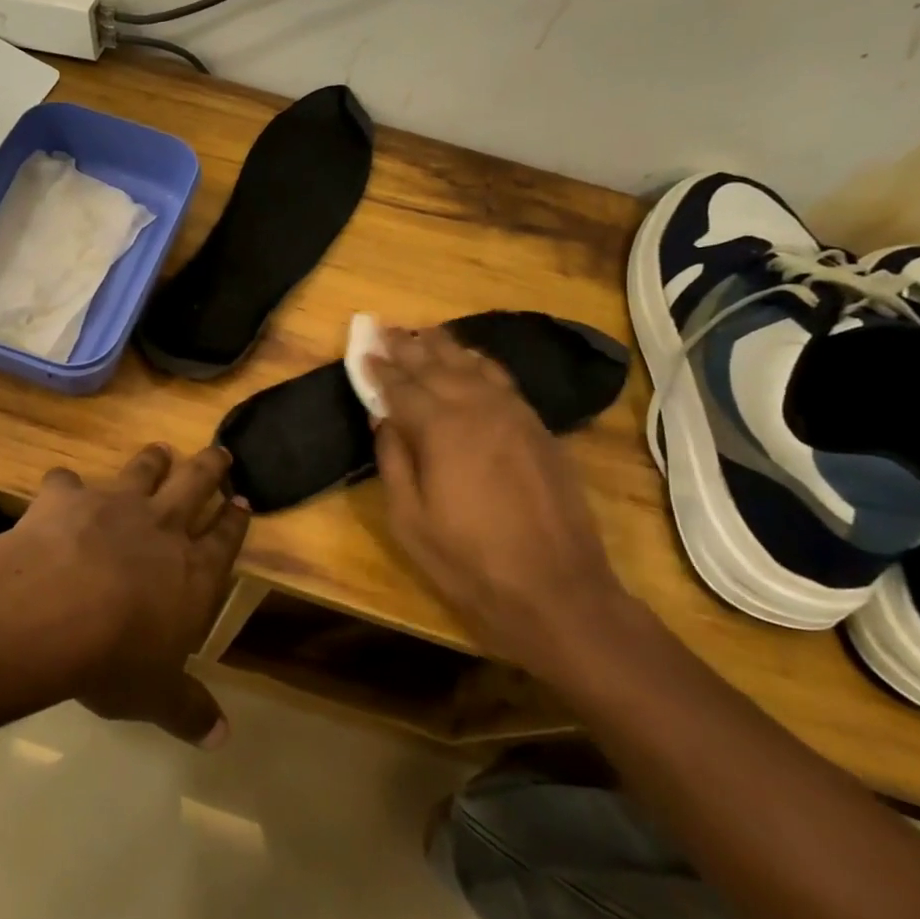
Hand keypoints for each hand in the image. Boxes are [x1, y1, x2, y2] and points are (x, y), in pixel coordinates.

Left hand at [12, 444, 249, 745]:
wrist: (52, 611)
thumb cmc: (115, 658)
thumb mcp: (156, 694)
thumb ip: (188, 709)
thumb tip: (221, 738)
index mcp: (193, 569)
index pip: (226, 537)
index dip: (237, 518)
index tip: (244, 500)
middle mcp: (161, 526)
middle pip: (196, 483)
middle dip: (211, 467)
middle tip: (221, 452)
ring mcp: (115, 505)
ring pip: (143, 470)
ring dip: (154, 460)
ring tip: (160, 451)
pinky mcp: (68, 498)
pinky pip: (67, 481)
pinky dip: (65, 483)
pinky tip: (61, 484)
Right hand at [369, 327, 628, 671]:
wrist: (557, 590)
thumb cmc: (469, 562)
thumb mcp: (410, 520)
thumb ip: (393, 460)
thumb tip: (384, 419)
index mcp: (440, 428)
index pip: (401, 387)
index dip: (379, 369)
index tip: (363, 351)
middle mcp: (477, 407)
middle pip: (436, 365)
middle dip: (407, 346)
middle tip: (386, 328)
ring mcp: (514, 414)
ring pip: (473, 365)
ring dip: (445, 347)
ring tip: (424, 333)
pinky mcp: (539, 428)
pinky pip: (503, 381)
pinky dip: (480, 364)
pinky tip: (472, 362)